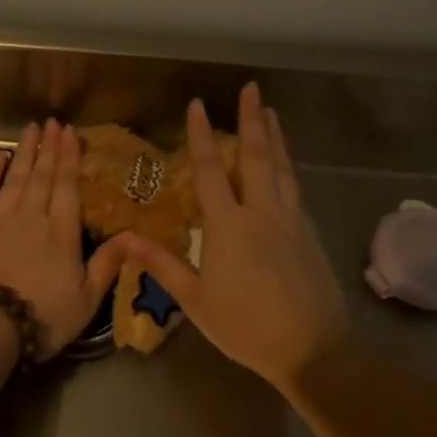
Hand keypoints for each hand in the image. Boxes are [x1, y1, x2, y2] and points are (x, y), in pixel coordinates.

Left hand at [0, 119, 125, 360]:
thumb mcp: (86, 300)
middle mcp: (32, 217)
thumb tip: (133, 235)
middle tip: (52, 122)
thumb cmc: (40, 316)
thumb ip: (108, 264)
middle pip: (42, 176)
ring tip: (30, 130)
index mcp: (62, 233)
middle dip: (49, 148)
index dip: (70, 158)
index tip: (70, 132)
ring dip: (24, 152)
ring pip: (15, 178)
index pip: (67, 187)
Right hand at [111, 85, 349, 390]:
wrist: (313, 347)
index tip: (197, 104)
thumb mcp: (195, 299)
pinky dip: (287, 166)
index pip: (211, 169)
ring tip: (272, 112)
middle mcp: (261, 211)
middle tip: (252, 88)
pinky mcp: (308, 233)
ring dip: (275, 137)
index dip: (202, 135)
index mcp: (229, 224)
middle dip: (252, 119)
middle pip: (256, 156)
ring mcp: (290, 220)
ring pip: (281, 168)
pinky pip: (294, 188)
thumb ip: (161, 263)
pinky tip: (285, 164)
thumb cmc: (245, 324)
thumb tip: (124, 238)